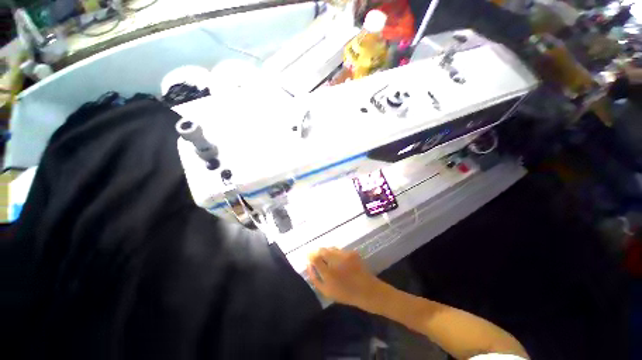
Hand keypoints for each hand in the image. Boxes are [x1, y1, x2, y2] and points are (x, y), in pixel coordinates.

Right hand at [307, 247, 382, 308]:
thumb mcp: (326, 291)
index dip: (310, 255)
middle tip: (318, 257)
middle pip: (322, 250)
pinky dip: (336, 253)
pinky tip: (339, 260)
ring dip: (327, 252)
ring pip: (331, 248)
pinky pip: (339, 250)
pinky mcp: (352, 252)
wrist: (367, 290)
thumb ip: (315, 277)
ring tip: (329, 259)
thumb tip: (308, 264)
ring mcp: (345, 255)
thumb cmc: (345, 294)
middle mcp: (336, 261)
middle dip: (318, 252)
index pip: (315, 257)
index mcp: (328, 273)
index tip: (309, 255)